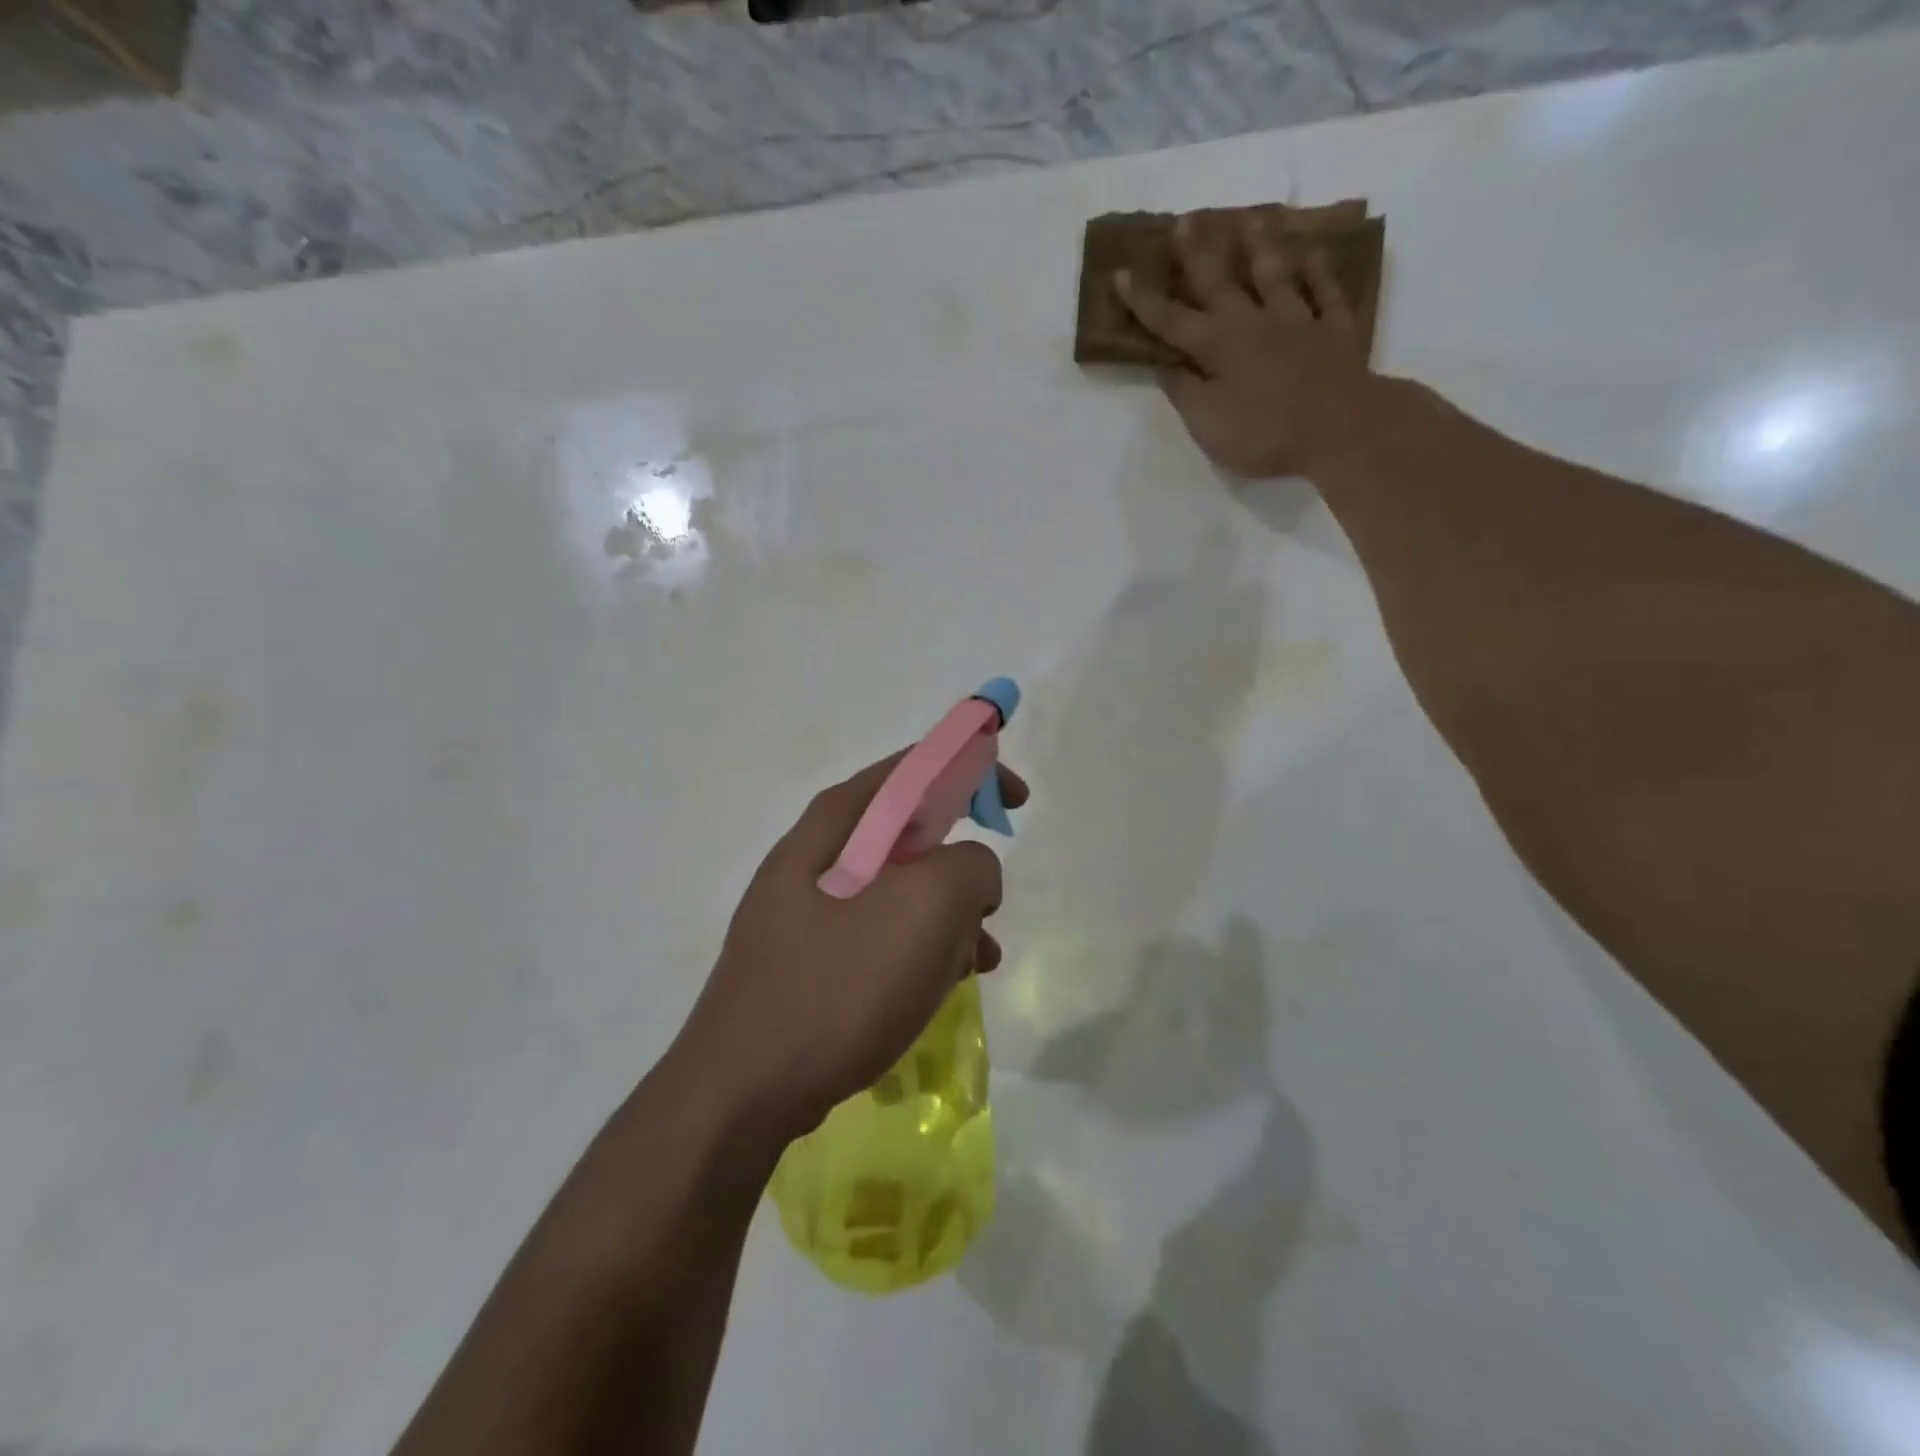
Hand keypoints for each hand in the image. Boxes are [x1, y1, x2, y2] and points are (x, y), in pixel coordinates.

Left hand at [679, 752, 1026, 1142]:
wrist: (740, 1096)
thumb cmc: (835, 988)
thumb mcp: (923, 910)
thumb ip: (969, 867)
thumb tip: (971, 873)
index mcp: (834, 826)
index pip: (912, 769)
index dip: (971, 770)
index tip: (1016, 802)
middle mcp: (815, 858)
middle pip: (907, 833)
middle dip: (961, 860)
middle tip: (990, 898)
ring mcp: (807, 913)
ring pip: (899, 891)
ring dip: (948, 915)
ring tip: (979, 957)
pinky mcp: (810, 962)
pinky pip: (881, 936)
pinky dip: (920, 949)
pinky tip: (943, 986)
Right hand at [1116, 208, 1374, 478]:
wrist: (1340, 428)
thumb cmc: (1263, 433)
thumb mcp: (1207, 424)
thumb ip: (1184, 391)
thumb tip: (1164, 364)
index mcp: (1216, 346)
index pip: (1171, 320)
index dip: (1144, 300)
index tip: (1122, 274)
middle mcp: (1253, 322)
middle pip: (1220, 281)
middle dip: (1199, 252)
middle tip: (1187, 219)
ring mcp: (1298, 320)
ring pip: (1275, 274)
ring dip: (1260, 245)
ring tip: (1251, 215)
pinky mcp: (1334, 328)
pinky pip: (1326, 292)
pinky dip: (1319, 271)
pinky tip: (1313, 253)